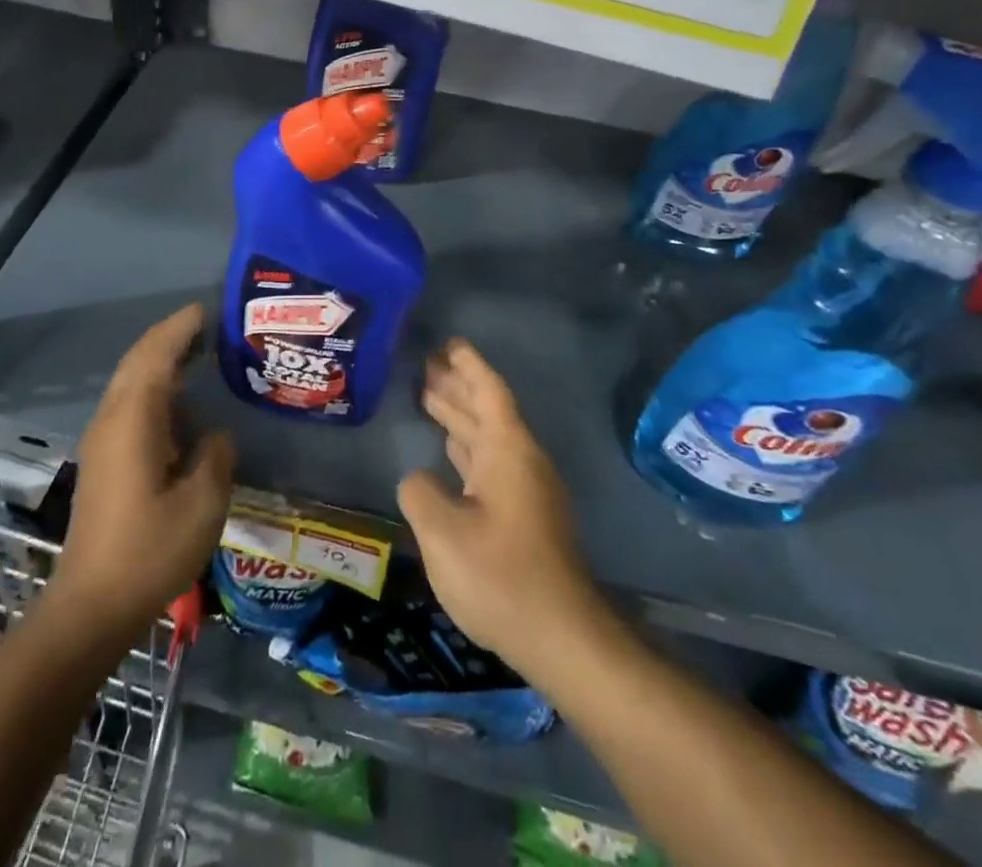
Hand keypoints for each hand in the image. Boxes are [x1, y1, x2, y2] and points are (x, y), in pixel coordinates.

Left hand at [54, 304, 234, 632]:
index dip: (181, 327)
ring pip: (130, 382)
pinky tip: (180, 405)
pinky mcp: (102, 461)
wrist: (91, 605)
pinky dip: (154, 388)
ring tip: (199, 355)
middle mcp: (112, 419)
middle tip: (208, 327)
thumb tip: (214, 437)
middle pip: (138, 360)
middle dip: (170, 338)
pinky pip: (129, 404)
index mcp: (134, 418)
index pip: (156, 354)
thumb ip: (215, 455)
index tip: (208, 309)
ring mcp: (102, 440)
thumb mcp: (203, 503)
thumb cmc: (150, 550)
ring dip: (161, 361)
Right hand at [397, 340, 606, 681]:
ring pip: (488, 437)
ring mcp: (525, 491)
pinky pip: (489, 462)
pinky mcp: (523, 517)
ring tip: (427, 393)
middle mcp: (521, 462)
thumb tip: (418, 479)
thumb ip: (420, 493)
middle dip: (457, 386)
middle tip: (424, 363)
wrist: (562, 639)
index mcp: (509, 452)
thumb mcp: (444, 533)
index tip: (448, 342)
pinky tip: (448, 447)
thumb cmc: (502, 577)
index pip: (489, 392)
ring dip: (459, 414)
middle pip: (487, 410)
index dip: (468, 365)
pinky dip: (465, 446)